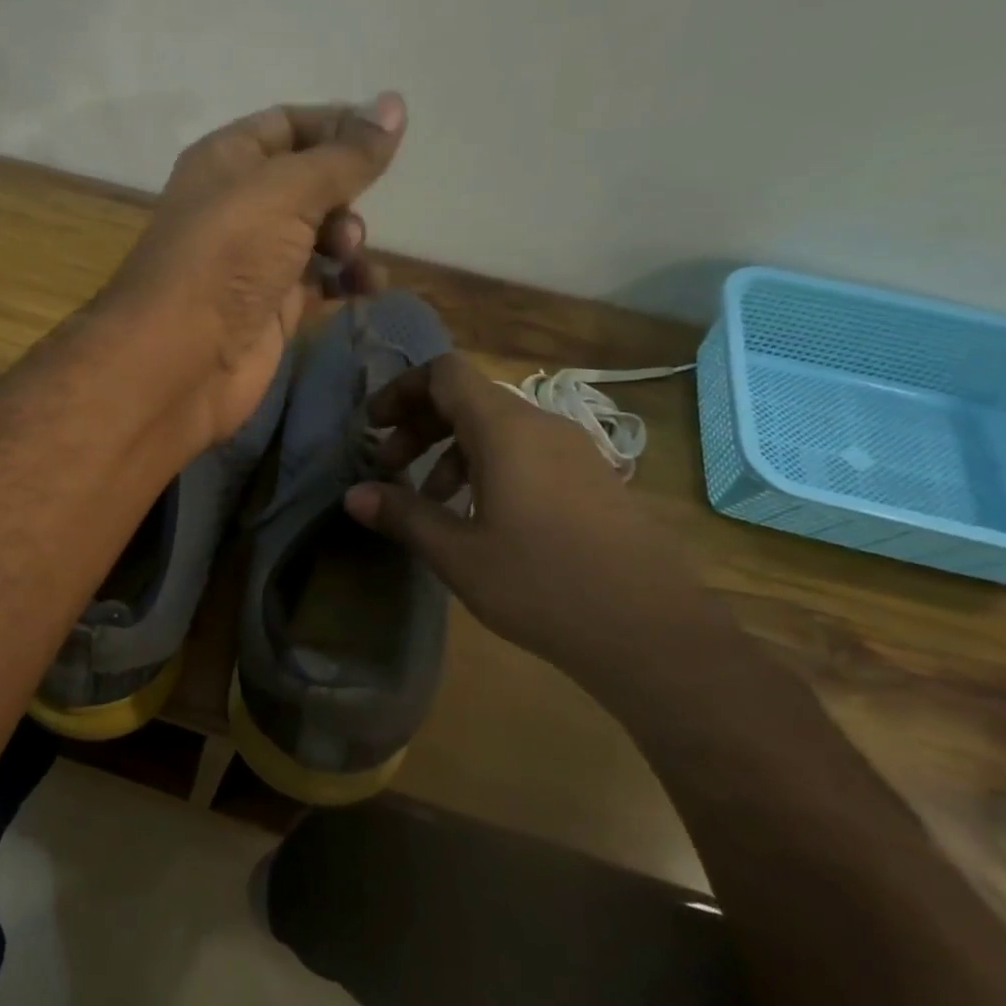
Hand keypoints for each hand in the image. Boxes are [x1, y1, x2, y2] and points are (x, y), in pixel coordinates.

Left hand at [101, 94, 404, 448]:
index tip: (385, 137)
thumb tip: (394, 104)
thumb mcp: (287, 191)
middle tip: (348, 218)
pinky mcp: (272, 308)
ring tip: (350, 257)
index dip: (336, 125)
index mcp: (227, 160)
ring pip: (319, 234)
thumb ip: (344, 155)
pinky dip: (347, 280)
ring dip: (349, 239)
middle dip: (343, 193)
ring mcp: (255, 260)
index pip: (288, 124)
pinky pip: (321, 282)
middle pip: (309, 182)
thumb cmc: (227, 257)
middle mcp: (239, 206)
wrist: (181, 360)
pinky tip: (368, 287)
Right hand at [343, 353, 710, 678]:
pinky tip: (482, 520)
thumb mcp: (458, 553)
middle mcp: (542, 426)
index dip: (401, 390)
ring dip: (452, 452)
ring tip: (432, 503)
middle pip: (468, 398)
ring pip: (498, 429)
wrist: (651, 631)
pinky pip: (527, 453)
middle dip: (420, 426)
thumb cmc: (542, 584)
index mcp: (506, 429)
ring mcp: (574, 452)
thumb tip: (353, 494)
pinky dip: (488, 468)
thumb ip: (403, 515)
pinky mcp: (592, 480)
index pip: (444, 374)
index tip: (373, 427)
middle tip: (390, 467)